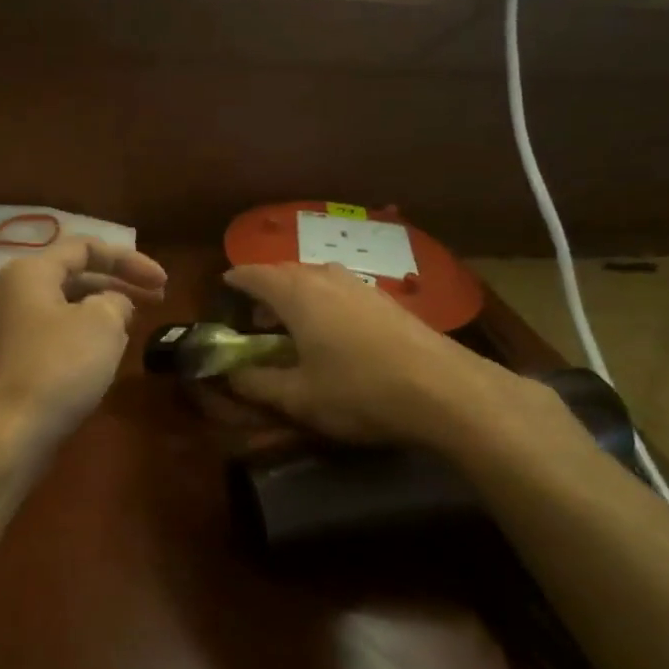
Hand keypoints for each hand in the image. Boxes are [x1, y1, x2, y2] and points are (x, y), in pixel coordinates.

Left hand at [0, 235, 167, 454]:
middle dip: (119, 283)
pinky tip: (108, 355)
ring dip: (105, 310)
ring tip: (135, 326)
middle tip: (158, 299)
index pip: (85, 247)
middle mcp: (17, 294)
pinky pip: (60, 335)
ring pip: (69, 307)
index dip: (129, 259)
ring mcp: (15, 330)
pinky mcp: (20, 362)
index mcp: (31, 272)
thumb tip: (114, 305)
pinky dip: (88, 336)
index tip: (163, 281)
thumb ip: (117, 301)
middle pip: (76, 275)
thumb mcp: (102, 323)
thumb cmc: (59, 367)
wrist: (11, 433)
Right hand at [223, 263, 545, 456]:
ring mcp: (361, 286)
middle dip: (266, 286)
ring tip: (290, 320)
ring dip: (297, 292)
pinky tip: (331, 328)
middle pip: (286, 271)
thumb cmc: (359, 390)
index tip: (224, 284)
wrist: (444, 390)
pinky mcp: (387, 301)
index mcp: (297, 295)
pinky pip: (341, 289)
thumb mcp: (298, 397)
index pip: (256, 275)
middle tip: (254, 312)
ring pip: (317, 278)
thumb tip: (230, 375)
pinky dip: (323, 300)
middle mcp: (327, 279)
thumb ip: (257, 384)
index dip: (237, 279)